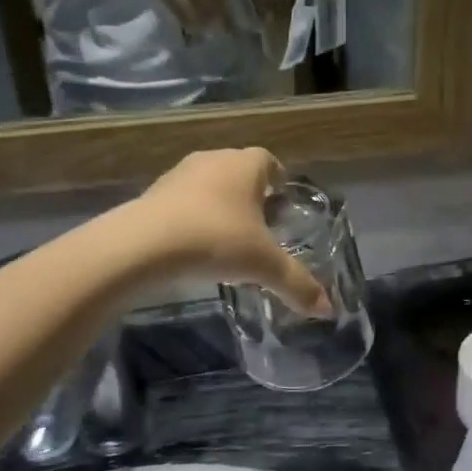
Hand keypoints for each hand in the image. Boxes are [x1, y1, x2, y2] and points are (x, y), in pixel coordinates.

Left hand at [135, 148, 330, 314]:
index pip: (269, 161)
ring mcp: (179, 174)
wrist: (143, 245)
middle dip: (251, 194)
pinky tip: (194, 245)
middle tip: (260, 225)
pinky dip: (191, 217)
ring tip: (226, 238)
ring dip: (218, 204)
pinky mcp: (152, 194)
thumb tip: (328, 309)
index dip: (278, 180)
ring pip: (208, 184)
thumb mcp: (264, 266)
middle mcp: (213, 160)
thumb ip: (297, 284)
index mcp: (246, 166)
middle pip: (238, 170)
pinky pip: (182, 201)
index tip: (282, 203)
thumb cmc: (215, 241)